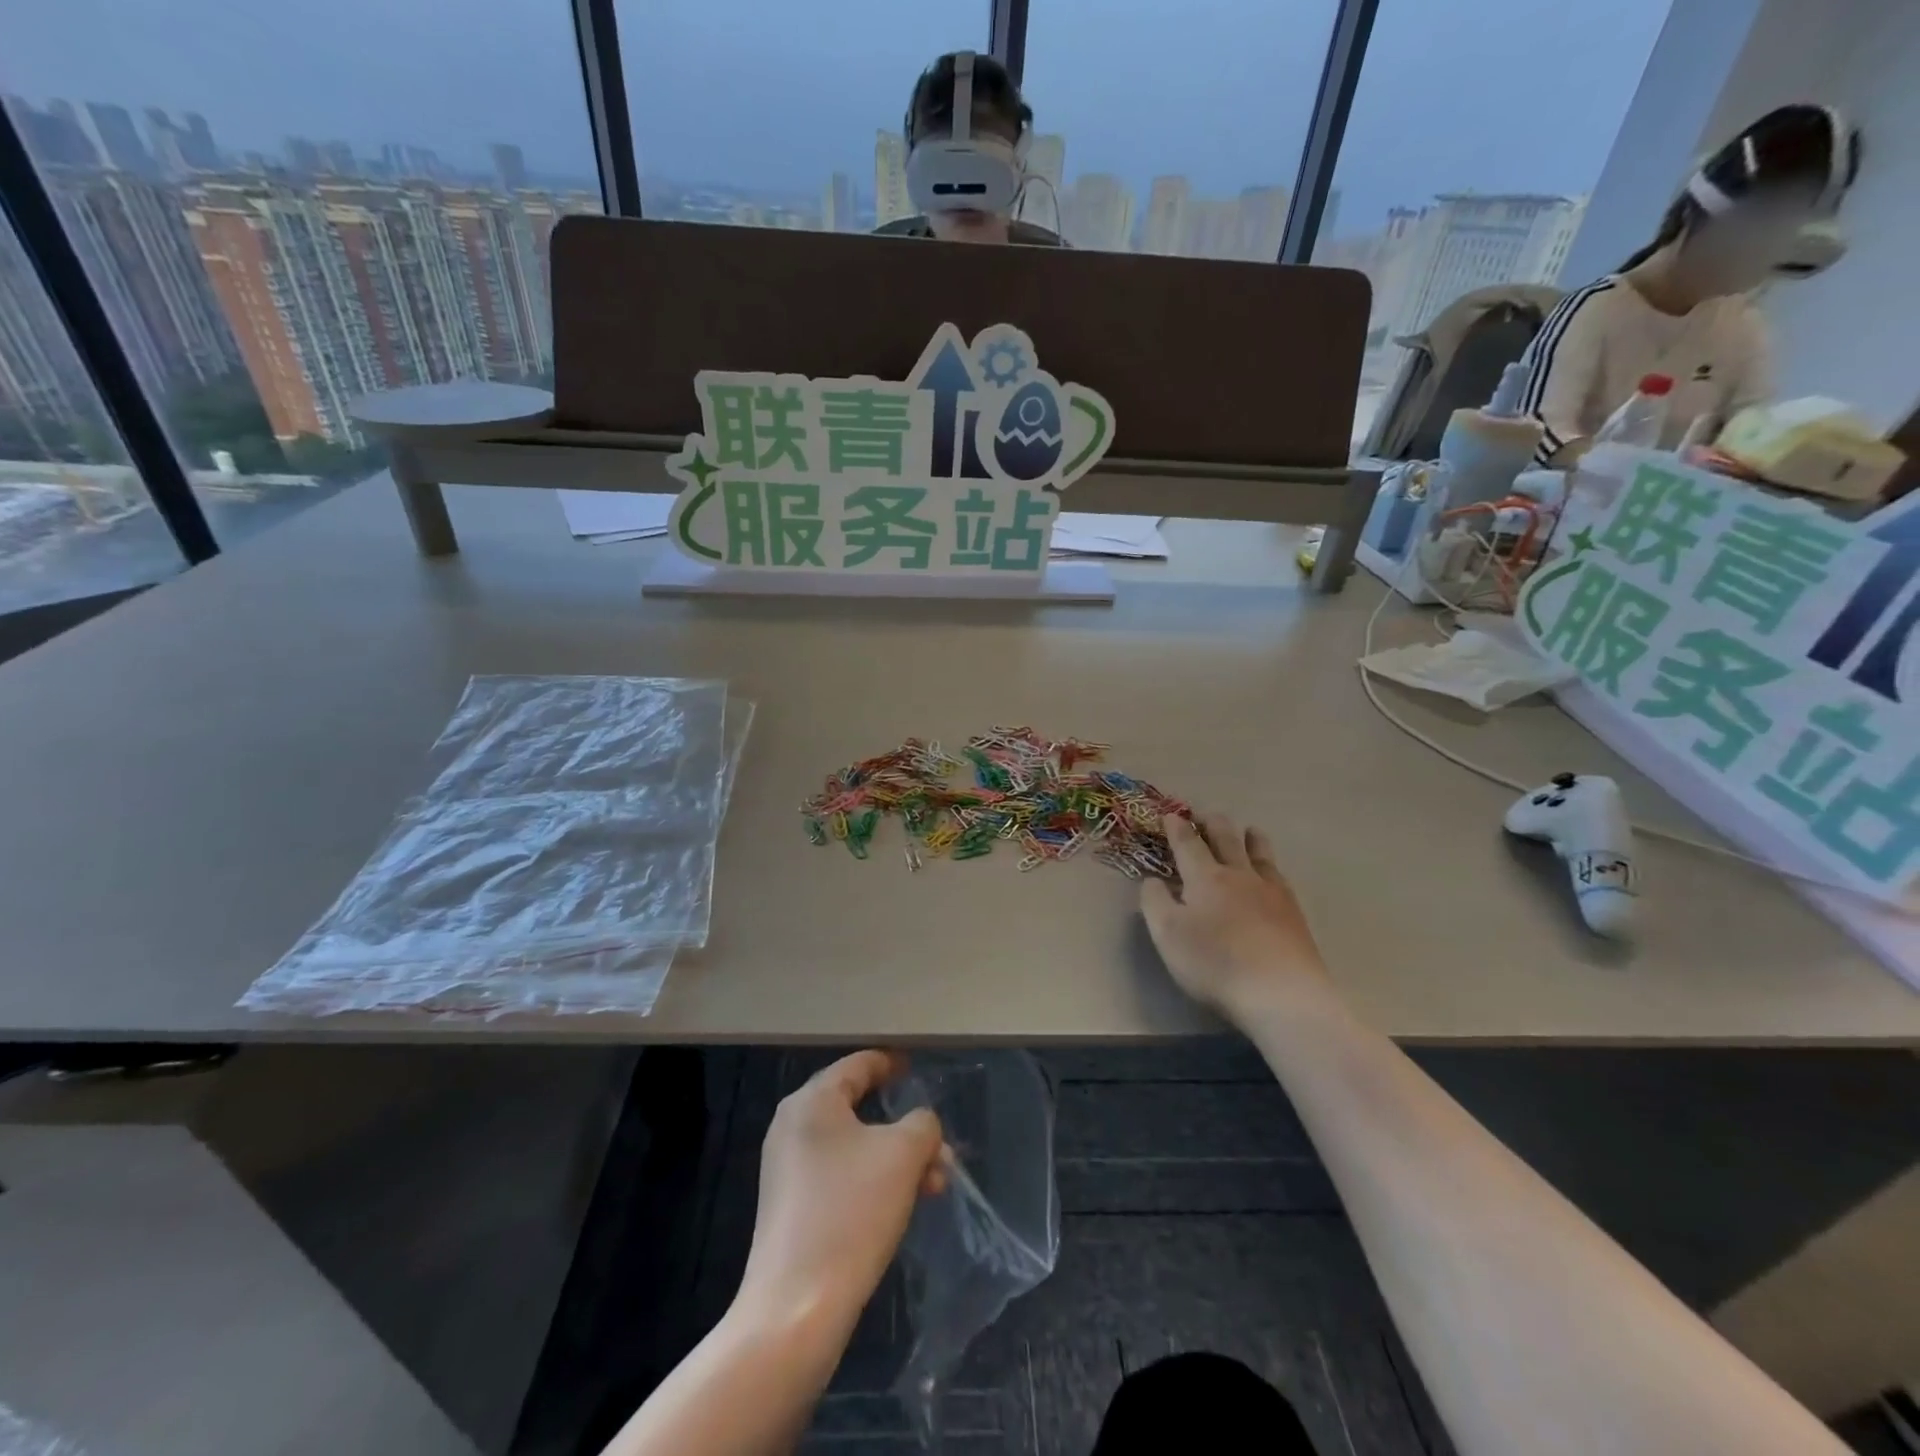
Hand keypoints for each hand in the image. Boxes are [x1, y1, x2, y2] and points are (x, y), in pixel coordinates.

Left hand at [738, 1051, 946, 1334]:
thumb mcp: (903, 1155)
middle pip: (858, 1108)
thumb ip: (922, 1125)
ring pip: (854, 1147)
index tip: (915, 1067)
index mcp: (813, 1100)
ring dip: (896, 1159)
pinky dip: (873, 1180)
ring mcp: (787, 1168)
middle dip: (905, 1128)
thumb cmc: (851, 1212)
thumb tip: (921, 1125)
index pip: (858, 1065)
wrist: (796, 1309)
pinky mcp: (790, 1207)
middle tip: (939, 1147)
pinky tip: (903, 1206)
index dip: (891, 1063)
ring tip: (935, 1185)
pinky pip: (840, 1176)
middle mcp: (793, 1125)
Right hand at [1140, 813, 1329, 1019]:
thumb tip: (1152, 880)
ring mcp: (1270, 891)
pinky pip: (1279, 875)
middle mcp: (1238, 875)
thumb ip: (1154, 902)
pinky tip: (1272, 872)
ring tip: (1248, 830)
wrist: (1281, 992)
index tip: (1170, 814)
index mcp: (1205, 878)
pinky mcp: (1293, 912)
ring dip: (1250, 838)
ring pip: (1259, 853)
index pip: (1187, 844)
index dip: (1176, 828)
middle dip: (1212, 824)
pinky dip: (1270, 865)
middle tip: (1204, 815)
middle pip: (1226, 839)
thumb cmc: (1214, 963)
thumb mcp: (1167, 935)